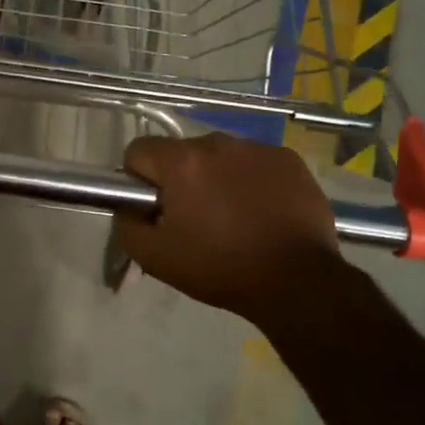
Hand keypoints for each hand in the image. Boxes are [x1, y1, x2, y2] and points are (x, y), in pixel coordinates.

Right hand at [113, 134, 351, 322]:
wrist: (298, 281)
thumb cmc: (221, 268)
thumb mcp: (156, 258)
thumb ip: (127, 225)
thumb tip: (129, 207)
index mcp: (181, 162)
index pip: (138, 151)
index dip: (139, 180)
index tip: (156, 209)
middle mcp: (216, 143)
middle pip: (181, 154)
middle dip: (180, 180)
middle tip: (195, 221)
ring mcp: (257, 148)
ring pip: (220, 157)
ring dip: (217, 178)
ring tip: (234, 218)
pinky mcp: (288, 159)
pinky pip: (255, 162)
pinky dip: (252, 181)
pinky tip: (263, 212)